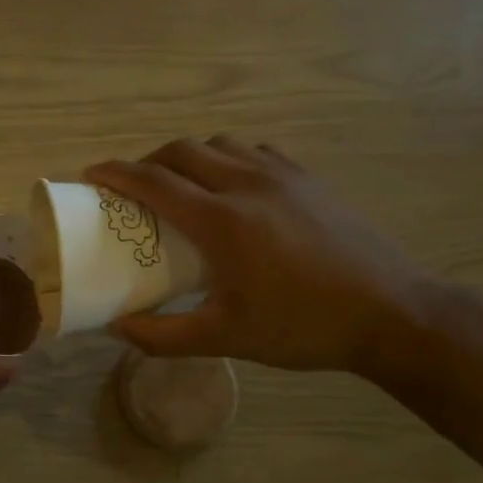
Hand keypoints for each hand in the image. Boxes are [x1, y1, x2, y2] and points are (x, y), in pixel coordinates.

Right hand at [85, 137, 437, 375]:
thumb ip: (163, 335)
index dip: (115, 173)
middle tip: (133, 187)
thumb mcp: (225, 338)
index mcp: (221, 221)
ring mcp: (282, 176)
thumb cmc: (302, 326)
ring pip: (219, 144)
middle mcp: (246, 185)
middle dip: (147, 161)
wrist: (392, 313)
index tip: (90, 174)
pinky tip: (232, 185)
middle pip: (182, 150)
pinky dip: (228, 158)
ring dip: (188, 156)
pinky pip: (254, 151)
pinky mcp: (308, 179)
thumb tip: (117, 328)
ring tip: (180, 183)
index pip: (153, 181)